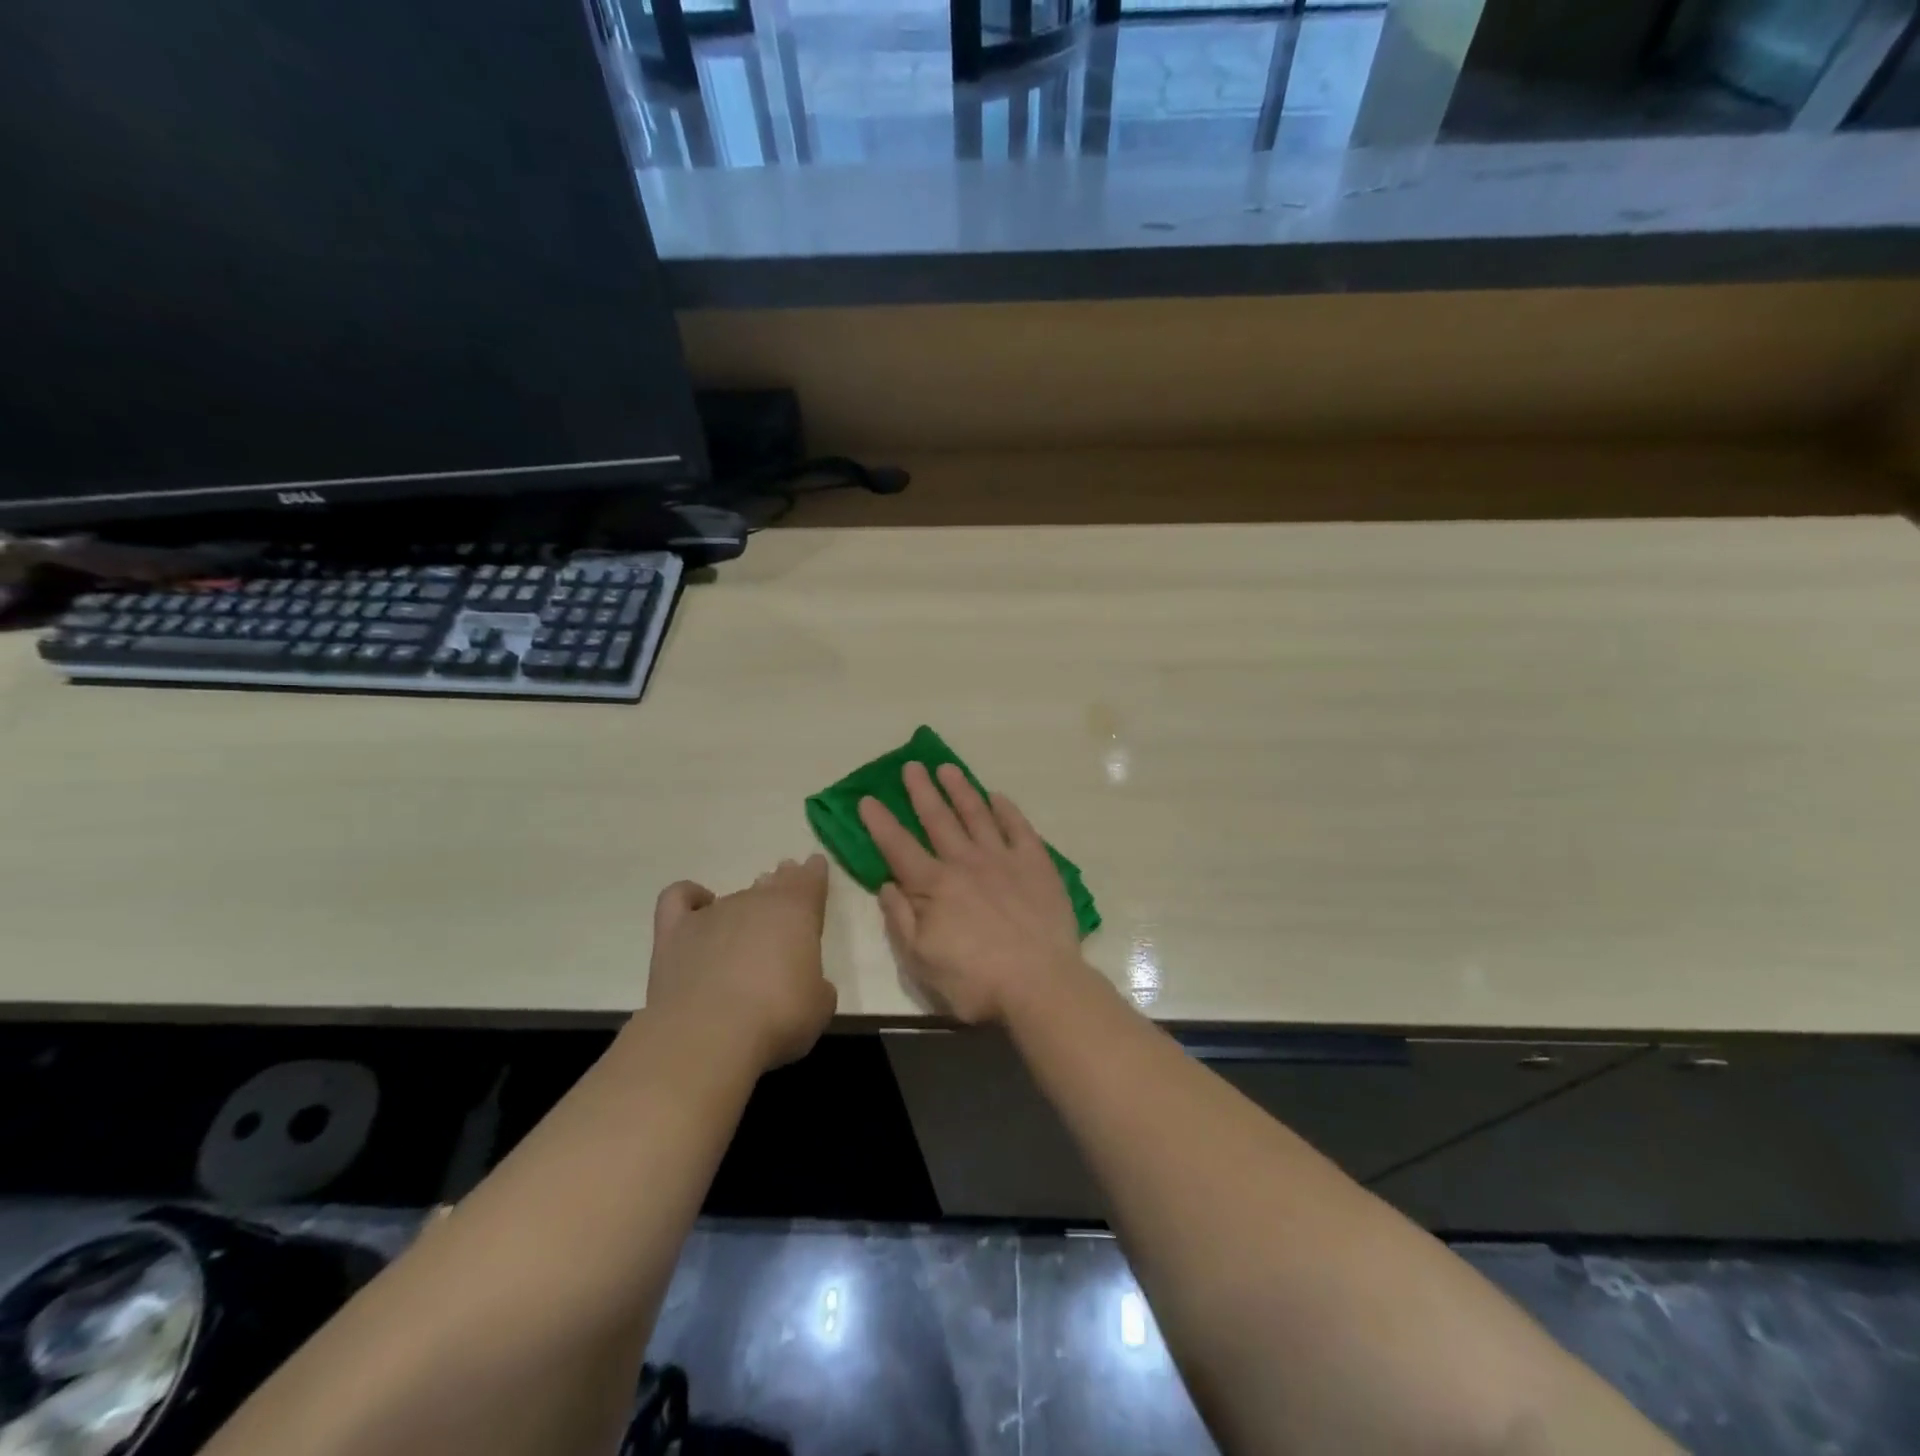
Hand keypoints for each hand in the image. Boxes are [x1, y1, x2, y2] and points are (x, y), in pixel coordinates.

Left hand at [646, 855, 836, 1070]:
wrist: (708, 1034)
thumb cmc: (778, 1017)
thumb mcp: (819, 1005)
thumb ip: (815, 984)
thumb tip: (805, 983)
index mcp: (797, 912)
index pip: (810, 879)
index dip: (814, 873)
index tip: (815, 866)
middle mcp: (755, 902)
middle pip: (772, 883)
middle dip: (780, 883)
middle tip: (783, 888)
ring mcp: (712, 914)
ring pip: (733, 895)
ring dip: (743, 903)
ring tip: (745, 920)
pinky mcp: (674, 932)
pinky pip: (679, 898)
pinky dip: (690, 897)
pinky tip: (696, 904)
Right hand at [859, 762, 1085, 1024]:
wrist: (1041, 985)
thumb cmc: (976, 981)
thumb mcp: (922, 961)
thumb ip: (901, 919)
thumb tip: (887, 884)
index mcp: (934, 886)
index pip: (899, 848)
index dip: (880, 823)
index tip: (867, 798)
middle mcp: (965, 863)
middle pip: (938, 819)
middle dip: (921, 792)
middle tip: (911, 766)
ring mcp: (1003, 859)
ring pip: (977, 814)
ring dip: (960, 790)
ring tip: (948, 768)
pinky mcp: (1037, 864)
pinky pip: (1019, 828)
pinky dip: (1007, 810)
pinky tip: (998, 797)